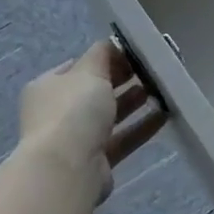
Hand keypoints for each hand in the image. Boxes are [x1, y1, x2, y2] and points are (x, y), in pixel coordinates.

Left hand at [19, 40, 166, 200]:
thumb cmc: (74, 111)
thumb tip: (113, 44)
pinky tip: (164, 115)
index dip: (105, 58)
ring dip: (133, 103)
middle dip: (122, 80)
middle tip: (150, 71)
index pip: (79, 66)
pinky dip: (141, 127)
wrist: (67, 169)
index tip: (132, 54)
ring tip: (160, 90)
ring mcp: (76, 138)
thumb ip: (103, 54)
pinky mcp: (96, 161)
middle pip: (95, 91)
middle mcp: (59, 112)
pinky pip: (122, 139)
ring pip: (110, 116)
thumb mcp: (89, 71)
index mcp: (49, 86)